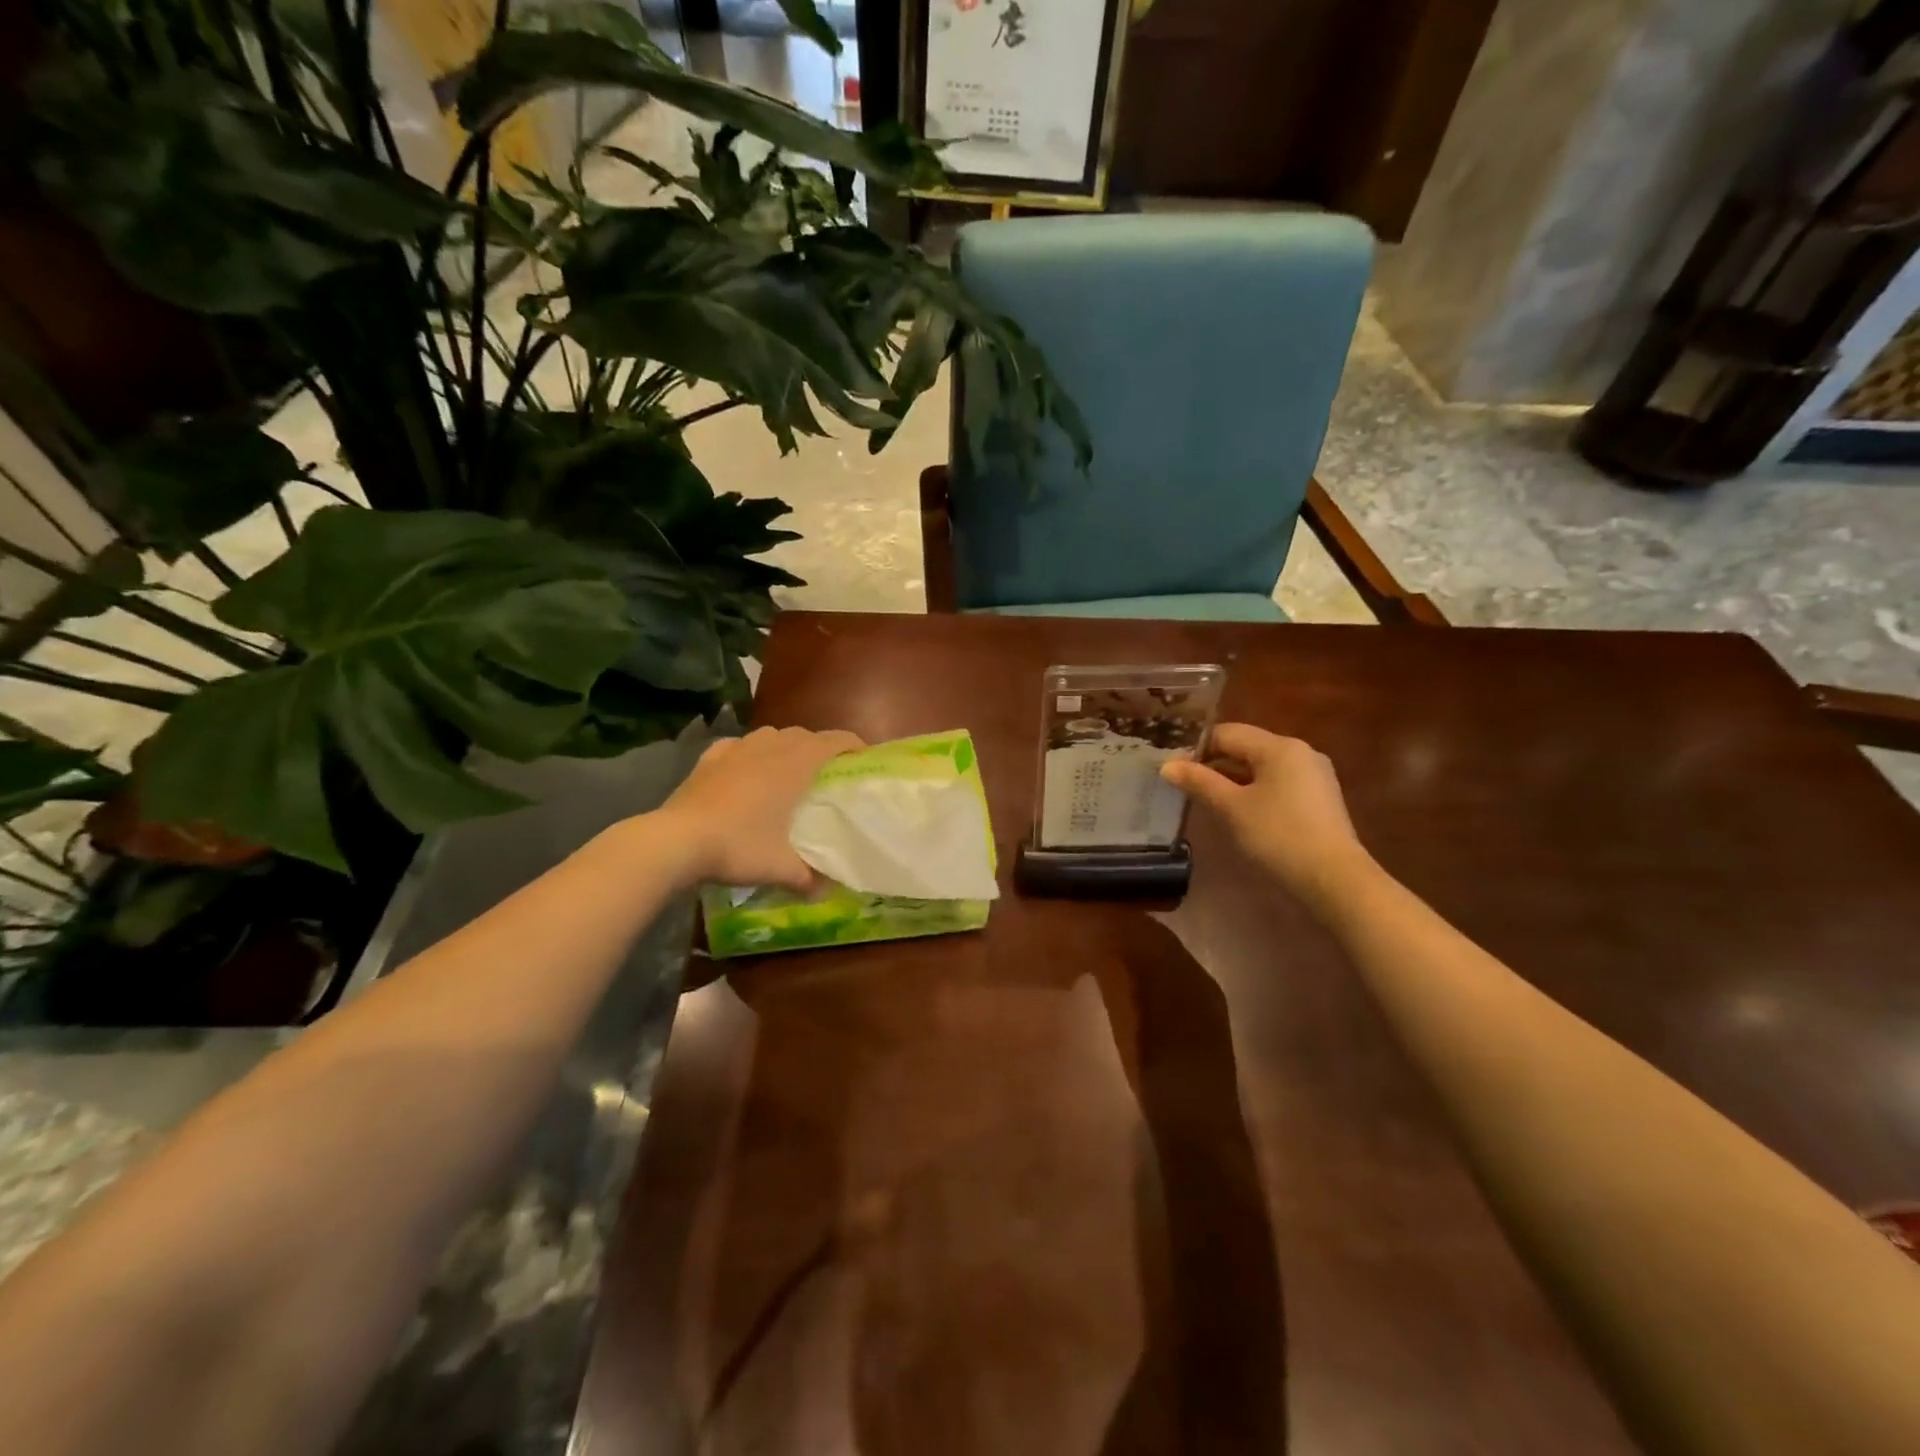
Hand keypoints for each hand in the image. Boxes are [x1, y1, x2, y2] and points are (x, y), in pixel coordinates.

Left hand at [656, 726, 864, 889]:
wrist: (676, 841)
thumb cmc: (739, 846)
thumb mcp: (780, 868)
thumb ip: (808, 878)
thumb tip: (825, 892)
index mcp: (796, 763)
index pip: (836, 740)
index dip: (855, 746)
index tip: (865, 760)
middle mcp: (770, 746)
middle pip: (805, 735)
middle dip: (821, 749)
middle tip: (828, 775)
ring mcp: (737, 748)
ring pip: (772, 735)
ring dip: (786, 747)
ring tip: (788, 771)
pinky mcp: (710, 757)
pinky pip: (738, 746)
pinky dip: (749, 753)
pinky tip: (745, 769)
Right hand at [1161, 723, 1372, 906]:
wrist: (1334, 879)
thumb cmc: (1278, 836)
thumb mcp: (1231, 808)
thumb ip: (1199, 782)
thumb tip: (1167, 765)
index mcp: (1279, 746)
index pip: (1227, 733)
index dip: (1196, 749)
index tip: (1174, 770)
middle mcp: (1300, 752)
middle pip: (1246, 747)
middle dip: (1214, 763)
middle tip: (1185, 785)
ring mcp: (1314, 775)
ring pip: (1262, 766)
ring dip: (1233, 779)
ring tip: (1207, 800)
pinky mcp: (1320, 798)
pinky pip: (1278, 783)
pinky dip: (1255, 791)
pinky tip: (1240, 812)